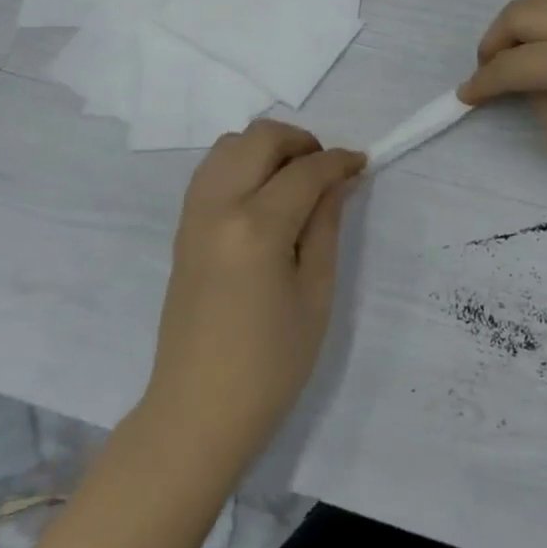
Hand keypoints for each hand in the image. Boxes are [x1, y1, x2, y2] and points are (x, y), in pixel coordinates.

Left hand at [145, 120, 364, 468]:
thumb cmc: (271, 363)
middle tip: (327, 172)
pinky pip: (211, 172)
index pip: (304, 171)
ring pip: (228, 146)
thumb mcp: (315, 294)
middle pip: (259, 138)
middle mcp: (217, 207)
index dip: (339, 161)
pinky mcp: (182, 229)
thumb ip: (325, 226)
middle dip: (300, 142)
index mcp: (256, 227)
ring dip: (267, 149)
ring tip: (296, 181)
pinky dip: (241, 165)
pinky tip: (265, 198)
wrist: (199, 409)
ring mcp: (192, 215)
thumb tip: (338, 181)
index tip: (363, 163)